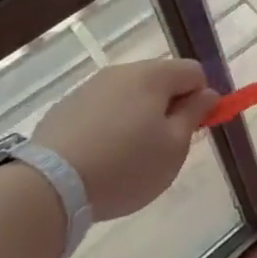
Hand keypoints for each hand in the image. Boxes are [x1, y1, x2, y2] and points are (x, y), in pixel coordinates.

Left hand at [31, 58, 218, 219]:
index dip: (201, 99)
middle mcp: (123, 71)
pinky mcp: (65, 108)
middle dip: (168, 108)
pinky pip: (101, 111)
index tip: (192, 131)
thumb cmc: (125, 166)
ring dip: (137, 118)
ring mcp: (90, 87)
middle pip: (160, 81)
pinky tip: (98, 160)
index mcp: (154, 75)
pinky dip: (108, 128)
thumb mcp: (174, 147)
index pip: (194, 72)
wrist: (48, 186)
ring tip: (127, 159)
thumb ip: (195, 115)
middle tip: (161, 149)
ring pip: (129, 96)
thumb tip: (207, 94)